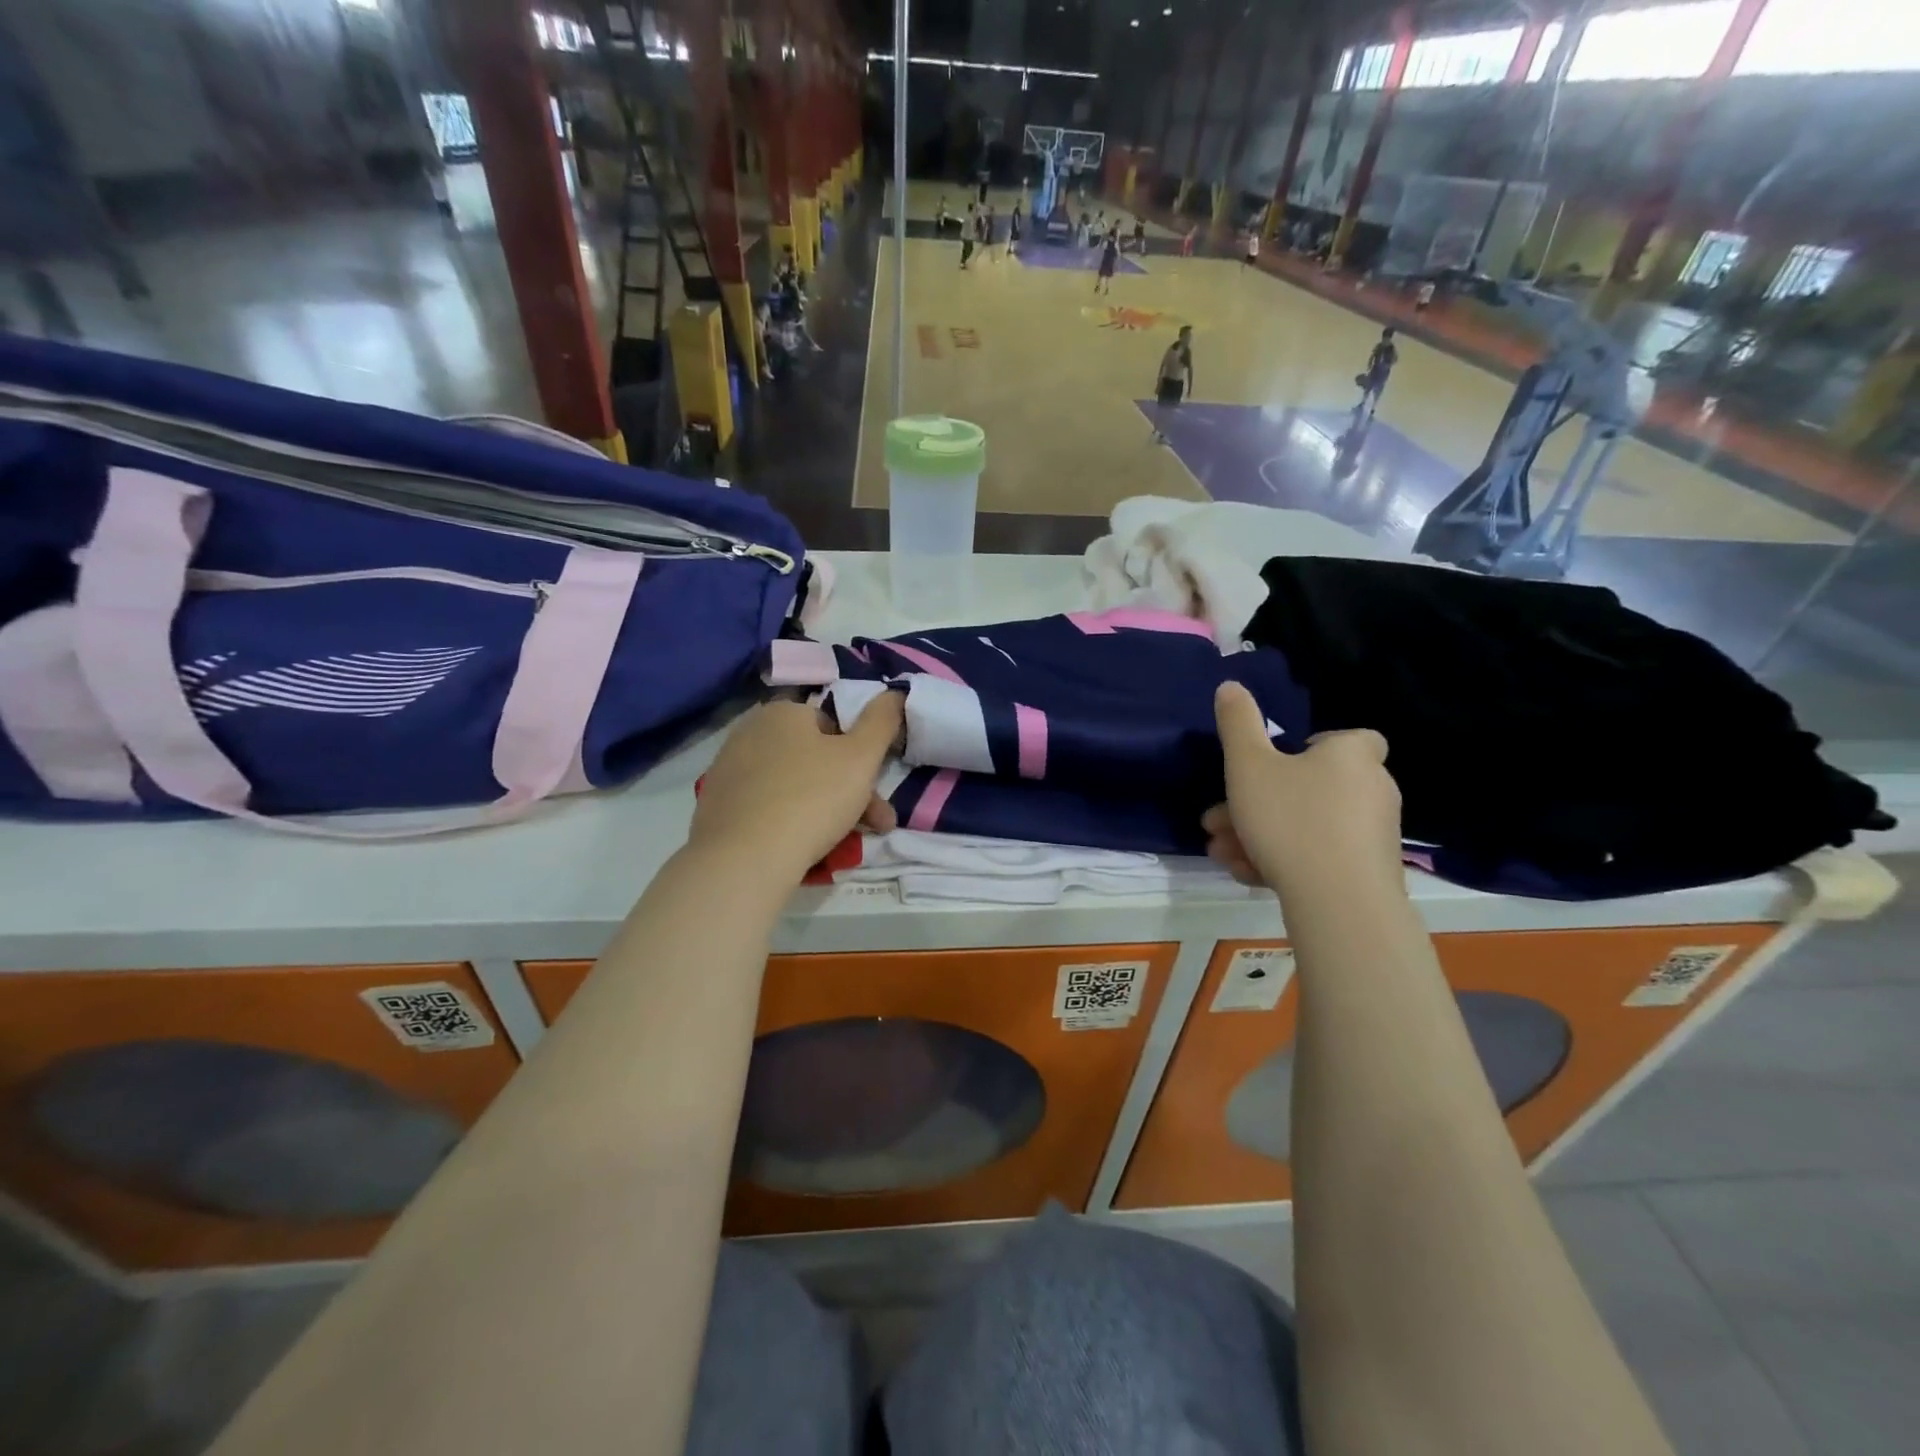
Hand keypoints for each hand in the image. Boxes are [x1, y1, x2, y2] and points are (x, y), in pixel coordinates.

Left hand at [690, 692, 904, 877]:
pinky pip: (765, 805)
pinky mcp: (716, 805)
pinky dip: (788, 820)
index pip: (833, 724)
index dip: (860, 755)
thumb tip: (894, 692)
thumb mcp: (861, 757)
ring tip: (846, 844)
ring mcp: (728, 769)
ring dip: (825, 808)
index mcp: (783, 712)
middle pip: (814, 757)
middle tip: (875, 824)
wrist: (743, 859)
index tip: (877, 790)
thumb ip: (882, 721)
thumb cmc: (811, 799)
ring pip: (793, 784)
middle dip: (850, 790)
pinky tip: (802, 846)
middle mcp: (750, 731)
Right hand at [1204, 681, 1400, 891]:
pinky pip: (1319, 856)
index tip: (1273, 766)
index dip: (1310, 748)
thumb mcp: (1248, 765)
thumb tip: (1231, 685)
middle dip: (1254, 804)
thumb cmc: (1290, 818)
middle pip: (1307, 788)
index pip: (1345, 738)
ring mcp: (1373, 834)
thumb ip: (1238, 723)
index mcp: (1351, 754)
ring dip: (1258, 835)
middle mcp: (1372, 788)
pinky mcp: (1369, 873)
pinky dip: (1283, 860)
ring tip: (1222, 853)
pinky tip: (1247, 874)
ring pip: (1305, 825)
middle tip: (1216, 822)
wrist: (1339, 900)